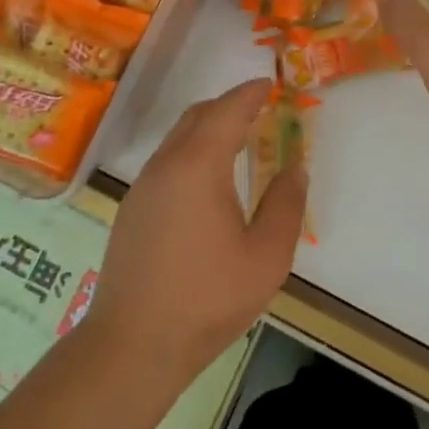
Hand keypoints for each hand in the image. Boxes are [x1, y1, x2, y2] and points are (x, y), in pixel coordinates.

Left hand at [86, 79, 305, 382]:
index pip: (226, 111)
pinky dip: (192, 152)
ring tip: (238, 142)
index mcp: (198, 166)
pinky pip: (166, 162)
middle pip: (197, 116)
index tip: (268, 83)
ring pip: (178, 138)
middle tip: (258, 109)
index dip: (249, 93)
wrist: (132, 345)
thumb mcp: (266, 257)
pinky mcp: (132, 210)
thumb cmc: (207, 298)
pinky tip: (208, 182)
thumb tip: (295, 168)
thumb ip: (286, 205)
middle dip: (228, 105)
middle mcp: (165, 165)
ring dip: (208, 129)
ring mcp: (143, 187)